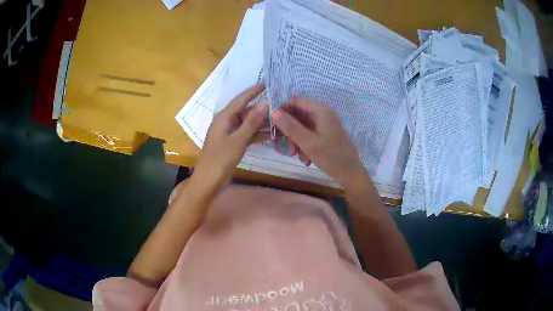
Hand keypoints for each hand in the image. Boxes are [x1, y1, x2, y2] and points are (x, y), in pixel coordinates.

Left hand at [195, 82, 269, 186]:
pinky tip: (270, 136)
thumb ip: (252, 122)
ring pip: (247, 123)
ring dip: (260, 122)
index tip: (267, 83)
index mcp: (224, 117)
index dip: (254, 91)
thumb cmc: (221, 159)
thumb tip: (264, 103)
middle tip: (278, 104)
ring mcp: (229, 133)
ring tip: (278, 119)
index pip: (241, 99)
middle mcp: (226, 122)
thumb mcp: (238, 140)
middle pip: (245, 110)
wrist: (209, 181)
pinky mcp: (231, 143)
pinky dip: (256, 134)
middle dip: (261, 108)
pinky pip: (246, 134)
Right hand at [271, 96, 366, 184]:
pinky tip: (306, 159)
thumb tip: (273, 112)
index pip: (295, 101)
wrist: (350, 173)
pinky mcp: (325, 134)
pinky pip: (309, 134)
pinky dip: (304, 145)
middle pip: (297, 115)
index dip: (282, 110)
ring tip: (299, 156)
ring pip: (301, 126)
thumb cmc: (331, 157)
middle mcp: (323, 114)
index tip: (274, 125)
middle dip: (290, 130)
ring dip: (296, 141)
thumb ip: (291, 127)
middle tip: (287, 146)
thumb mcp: (308, 143)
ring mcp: (324, 124)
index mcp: (321, 111)